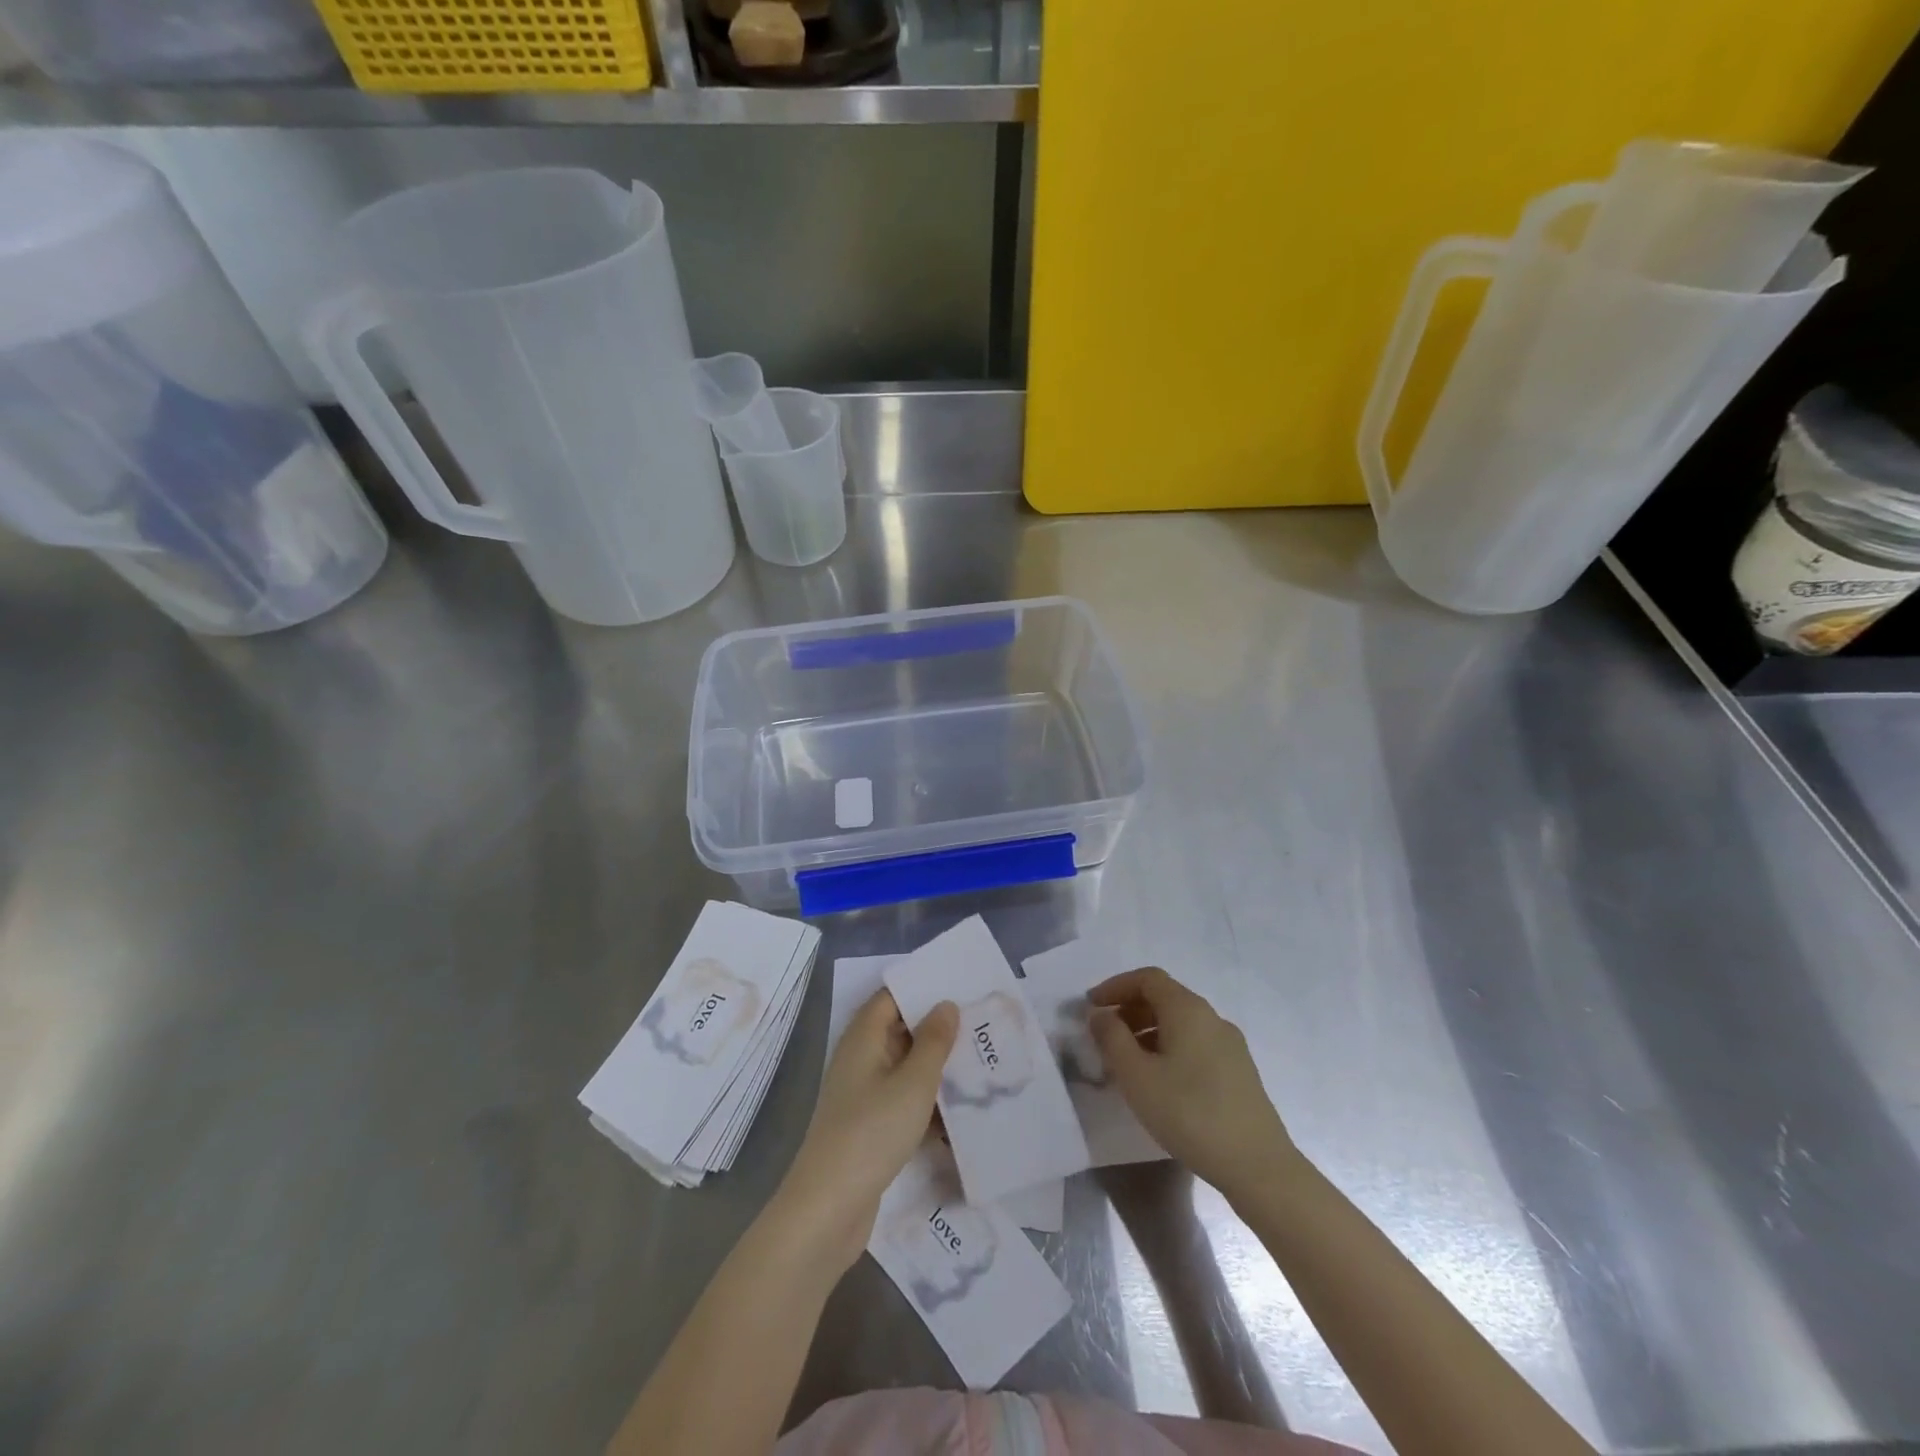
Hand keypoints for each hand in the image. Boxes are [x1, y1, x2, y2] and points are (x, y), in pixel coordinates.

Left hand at [775, 991, 957, 1272]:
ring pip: (905, 1069)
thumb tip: (945, 1004)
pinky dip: (927, 1102)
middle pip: (900, 1031)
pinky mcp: (869, 1127)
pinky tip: (960, 1112)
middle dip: (937, 1029)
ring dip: (936, 1068)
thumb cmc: (871, 1133)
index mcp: (863, 1038)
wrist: (828, 1209)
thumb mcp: (913, 1083)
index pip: (892, 997)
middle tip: (981, 1024)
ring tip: (980, 1064)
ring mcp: (863, 1095)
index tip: (961, 986)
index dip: (923, 989)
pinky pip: (903, 1101)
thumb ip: (933, 1041)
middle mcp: (860, 1059)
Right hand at [1089, 966, 1296, 1200]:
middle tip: (1104, 1035)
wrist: (1258, 1166)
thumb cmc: (1189, 1114)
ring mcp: (1230, 1044)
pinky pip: (1195, 1043)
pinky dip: (1169, 1047)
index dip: (1115, 986)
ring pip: (1181, 1023)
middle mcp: (1211, 1017)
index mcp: (1187, 1009)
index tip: (1091, 1007)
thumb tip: (1099, 1013)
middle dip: (1130, 1009)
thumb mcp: (1137, 1076)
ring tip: (1126, 1062)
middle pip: (1165, 997)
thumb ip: (1112, 1038)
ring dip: (1148, 1031)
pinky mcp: (1239, 1071)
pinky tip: (1159, 1082)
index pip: (1147, 978)